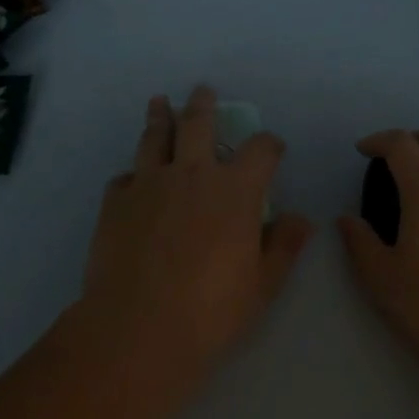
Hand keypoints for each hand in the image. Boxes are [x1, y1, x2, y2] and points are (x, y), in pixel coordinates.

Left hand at [78, 87, 313, 393]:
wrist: (137, 328)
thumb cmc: (210, 311)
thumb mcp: (261, 285)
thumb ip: (283, 246)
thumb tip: (302, 219)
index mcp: (234, 190)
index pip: (260, 150)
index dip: (269, 143)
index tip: (272, 146)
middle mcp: (192, 174)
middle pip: (198, 123)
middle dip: (203, 104)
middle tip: (203, 90)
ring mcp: (150, 183)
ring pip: (156, 137)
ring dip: (160, 117)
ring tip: (159, 103)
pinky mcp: (116, 201)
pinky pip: (124, 176)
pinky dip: (132, 174)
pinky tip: (132, 179)